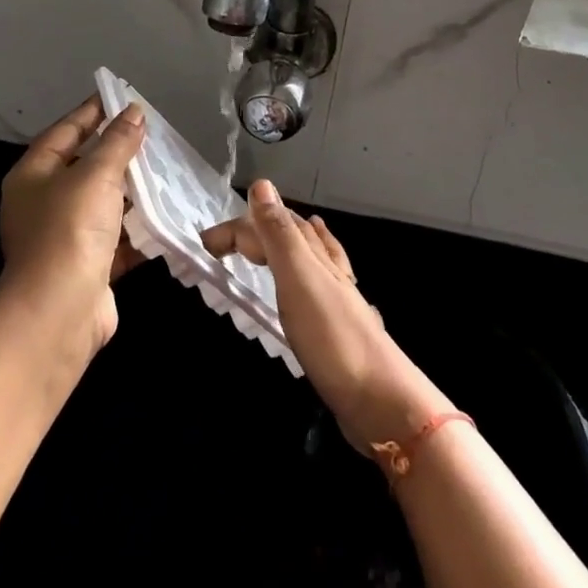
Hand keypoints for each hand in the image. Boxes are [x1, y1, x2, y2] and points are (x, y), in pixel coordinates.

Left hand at [0, 98, 147, 354]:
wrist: (60, 313)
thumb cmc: (70, 229)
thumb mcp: (96, 174)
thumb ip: (117, 142)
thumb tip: (134, 112)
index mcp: (33, 175)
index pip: (65, 131)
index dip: (92, 112)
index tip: (120, 95)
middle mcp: (43, 204)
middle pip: (84, 167)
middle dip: (117, 151)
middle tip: (151, 133)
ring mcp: (65, 238)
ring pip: (103, 204)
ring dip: (132, 191)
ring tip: (166, 169)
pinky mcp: (89, 266)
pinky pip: (118, 238)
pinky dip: (139, 228)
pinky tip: (166, 214)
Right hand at [203, 181, 450, 452]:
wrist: (383, 402)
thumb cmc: (333, 336)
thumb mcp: (298, 278)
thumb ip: (279, 234)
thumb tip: (261, 184)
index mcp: (313, 253)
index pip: (270, 224)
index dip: (237, 229)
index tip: (204, 246)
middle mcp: (327, 267)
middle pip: (290, 234)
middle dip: (258, 229)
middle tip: (224, 245)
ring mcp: (337, 297)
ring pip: (307, 257)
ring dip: (283, 245)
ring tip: (267, 242)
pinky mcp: (339, 326)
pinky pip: (316, 285)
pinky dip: (307, 272)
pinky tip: (313, 281)